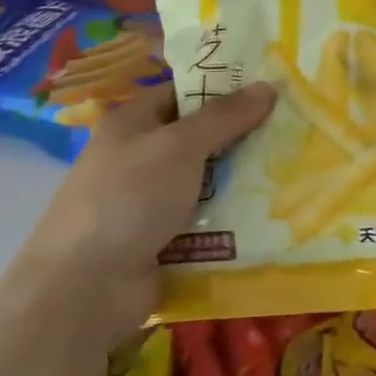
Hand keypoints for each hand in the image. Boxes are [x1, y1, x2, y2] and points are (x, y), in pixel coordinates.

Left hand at [26, 81, 275, 331]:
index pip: (183, 93)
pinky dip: (228, 220)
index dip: (223, 89)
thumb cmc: (129, 198)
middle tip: (290, 132)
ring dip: (239, 182)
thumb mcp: (180, 146)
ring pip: (204, 182)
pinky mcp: (159, 242)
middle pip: (197, 139)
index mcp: (132, 123)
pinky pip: (202, 221)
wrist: (85, 289)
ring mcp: (147, 203)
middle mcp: (138, 157)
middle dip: (240, 138)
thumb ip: (225, 116)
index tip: (269, 90)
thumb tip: (268, 86)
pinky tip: (268, 217)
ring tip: (290, 173)